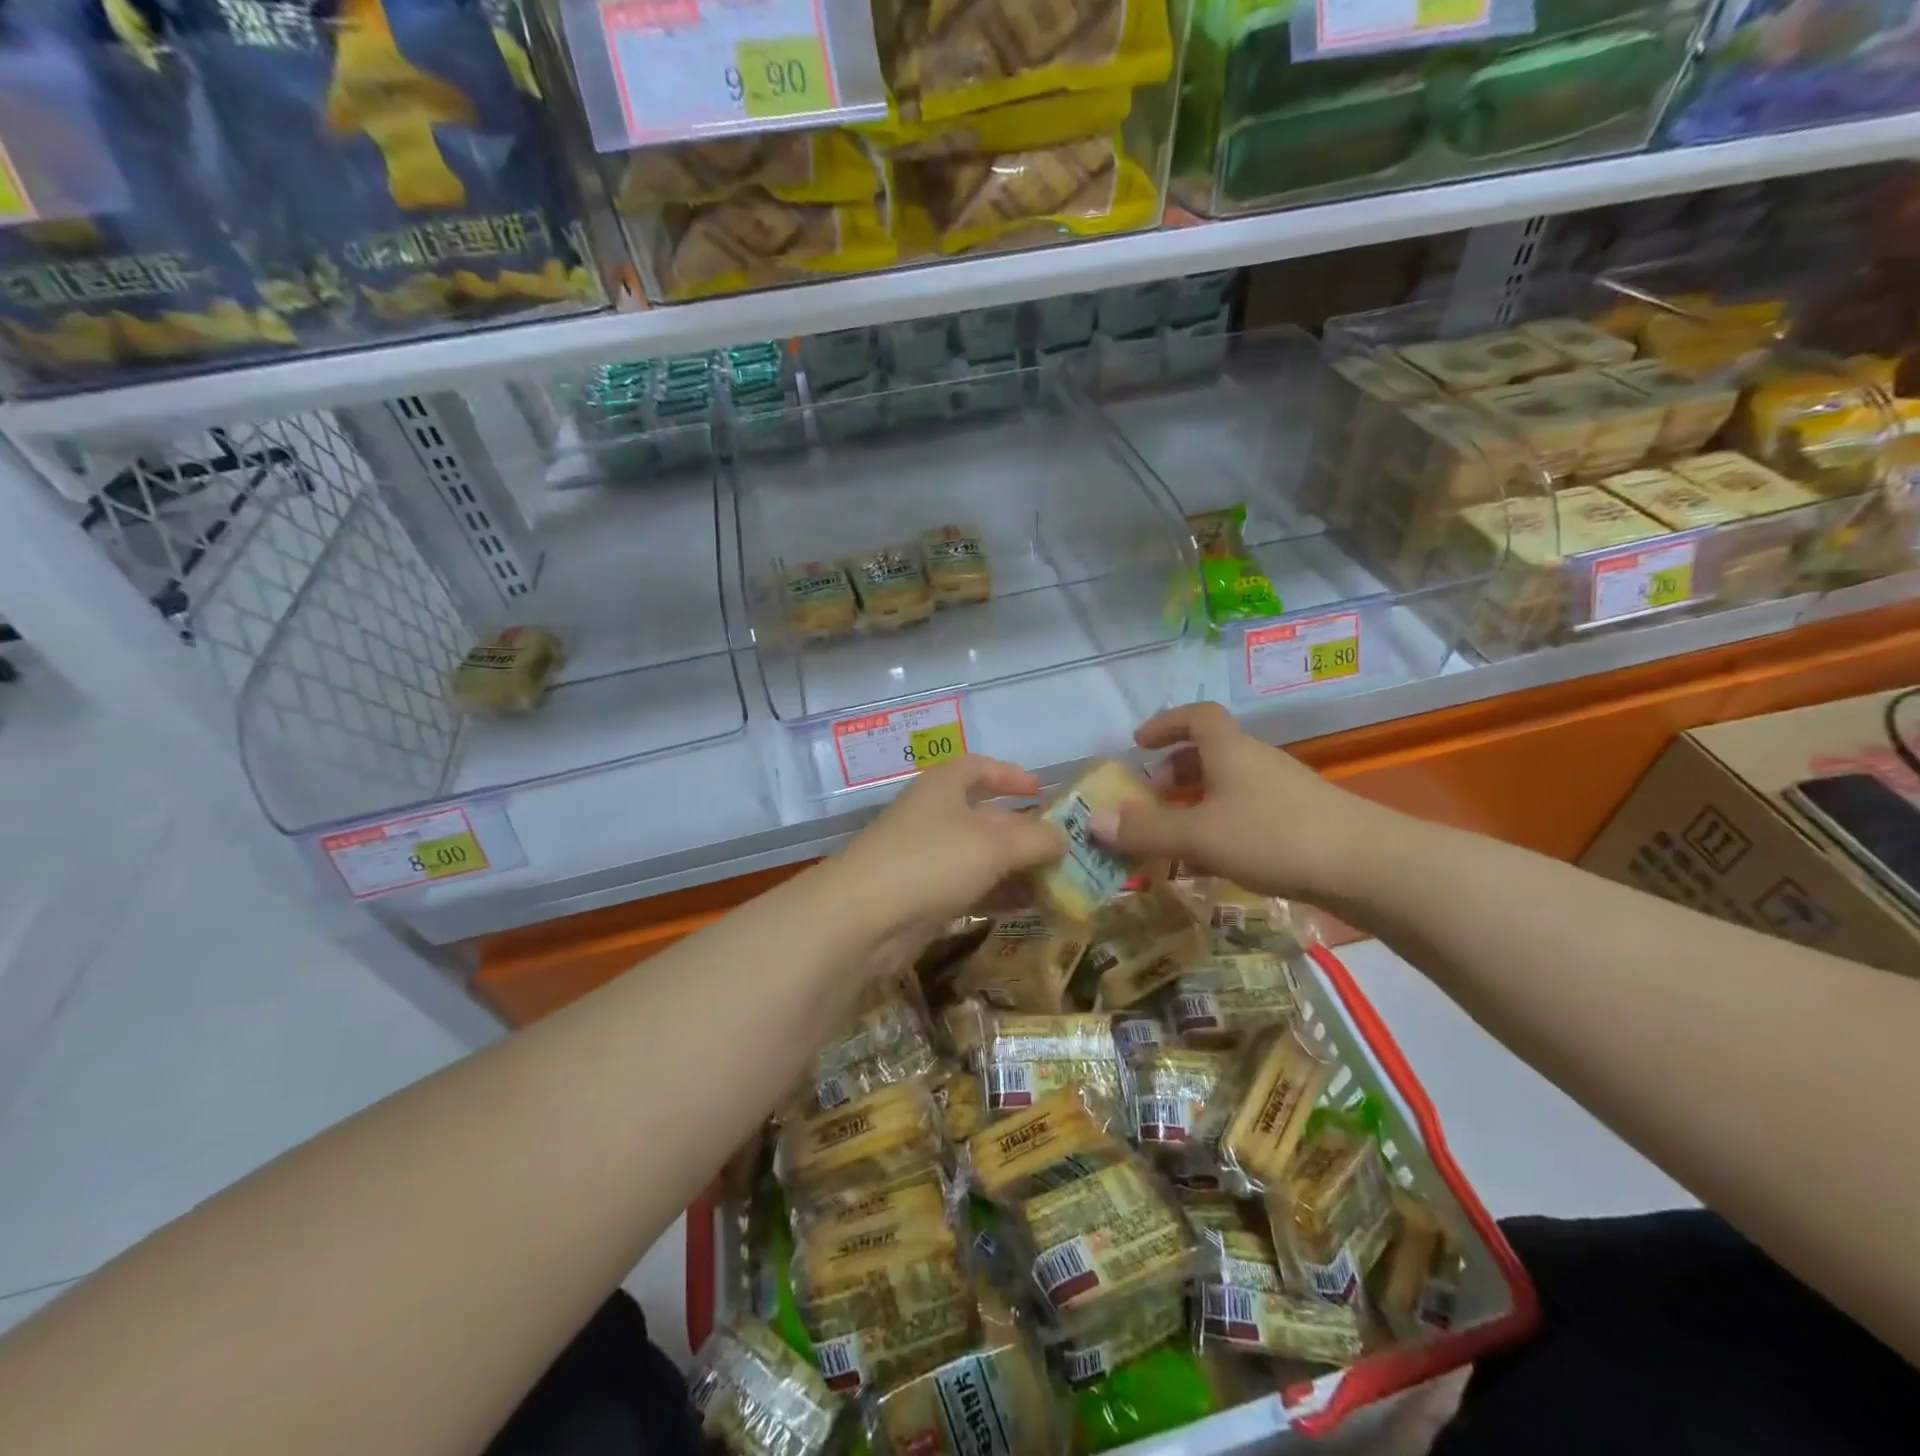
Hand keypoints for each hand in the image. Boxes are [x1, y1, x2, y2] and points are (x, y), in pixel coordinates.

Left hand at [830, 755, 1067, 936]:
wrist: (863, 918)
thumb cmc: (932, 861)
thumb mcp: (994, 846)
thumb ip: (1036, 839)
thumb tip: (1064, 838)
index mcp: (944, 787)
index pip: (979, 768)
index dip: (1010, 775)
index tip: (1041, 790)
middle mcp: (933, 815)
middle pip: (984, 816)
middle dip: (1022, 831)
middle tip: (1061, 849)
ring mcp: (924, 856)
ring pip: (978, 856)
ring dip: (1014, 867)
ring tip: (1055, 883)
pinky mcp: (921, 895)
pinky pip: (968, 887)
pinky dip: (996, 893)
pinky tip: (1025, 907)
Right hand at [1088, 702, 1388, 901]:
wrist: (1368, 866)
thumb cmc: (1273, 836)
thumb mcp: (1199, 835)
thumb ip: (1146, 829)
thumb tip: (1094, 820)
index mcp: (1229, 750)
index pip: (1195, 716)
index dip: (1165, 724)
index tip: (1139, 744)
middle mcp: (1255, 761)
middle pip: (1210, 751)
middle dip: (1175, 770)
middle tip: (1150, 796)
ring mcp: (1283, 790)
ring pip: (1229, 784)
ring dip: (1197, 801)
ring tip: (1174, 833)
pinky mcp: (1302, 820)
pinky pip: (1247, 811)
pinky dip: (1221, 824)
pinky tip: (1213, 860)